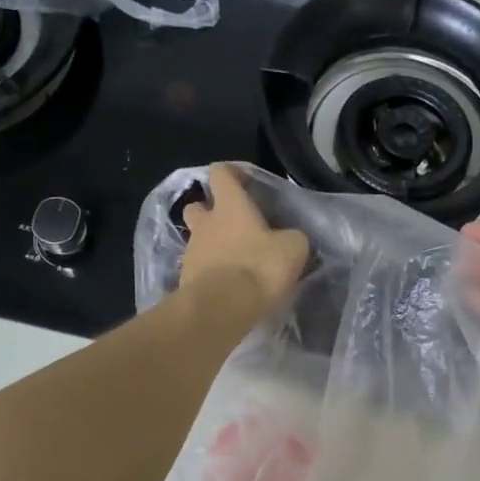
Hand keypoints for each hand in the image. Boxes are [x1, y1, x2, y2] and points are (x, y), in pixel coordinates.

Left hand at [182, 164, 308, 320]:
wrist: (223, 308)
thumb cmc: (259, 267)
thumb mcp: (293, 248)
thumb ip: (292, 237)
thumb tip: (290, 239)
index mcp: (230, 206)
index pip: (221, 173)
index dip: (231, 173)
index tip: (244, 182)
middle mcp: (205, 223)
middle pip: (197, 206)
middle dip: (210, 212)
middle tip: (232, 226)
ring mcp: (192, 252)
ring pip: (197, 240)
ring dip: (212, 246)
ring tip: (235, 263)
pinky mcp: (186, 280)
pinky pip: (198, 269)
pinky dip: (211, 273)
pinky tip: (228, 287)